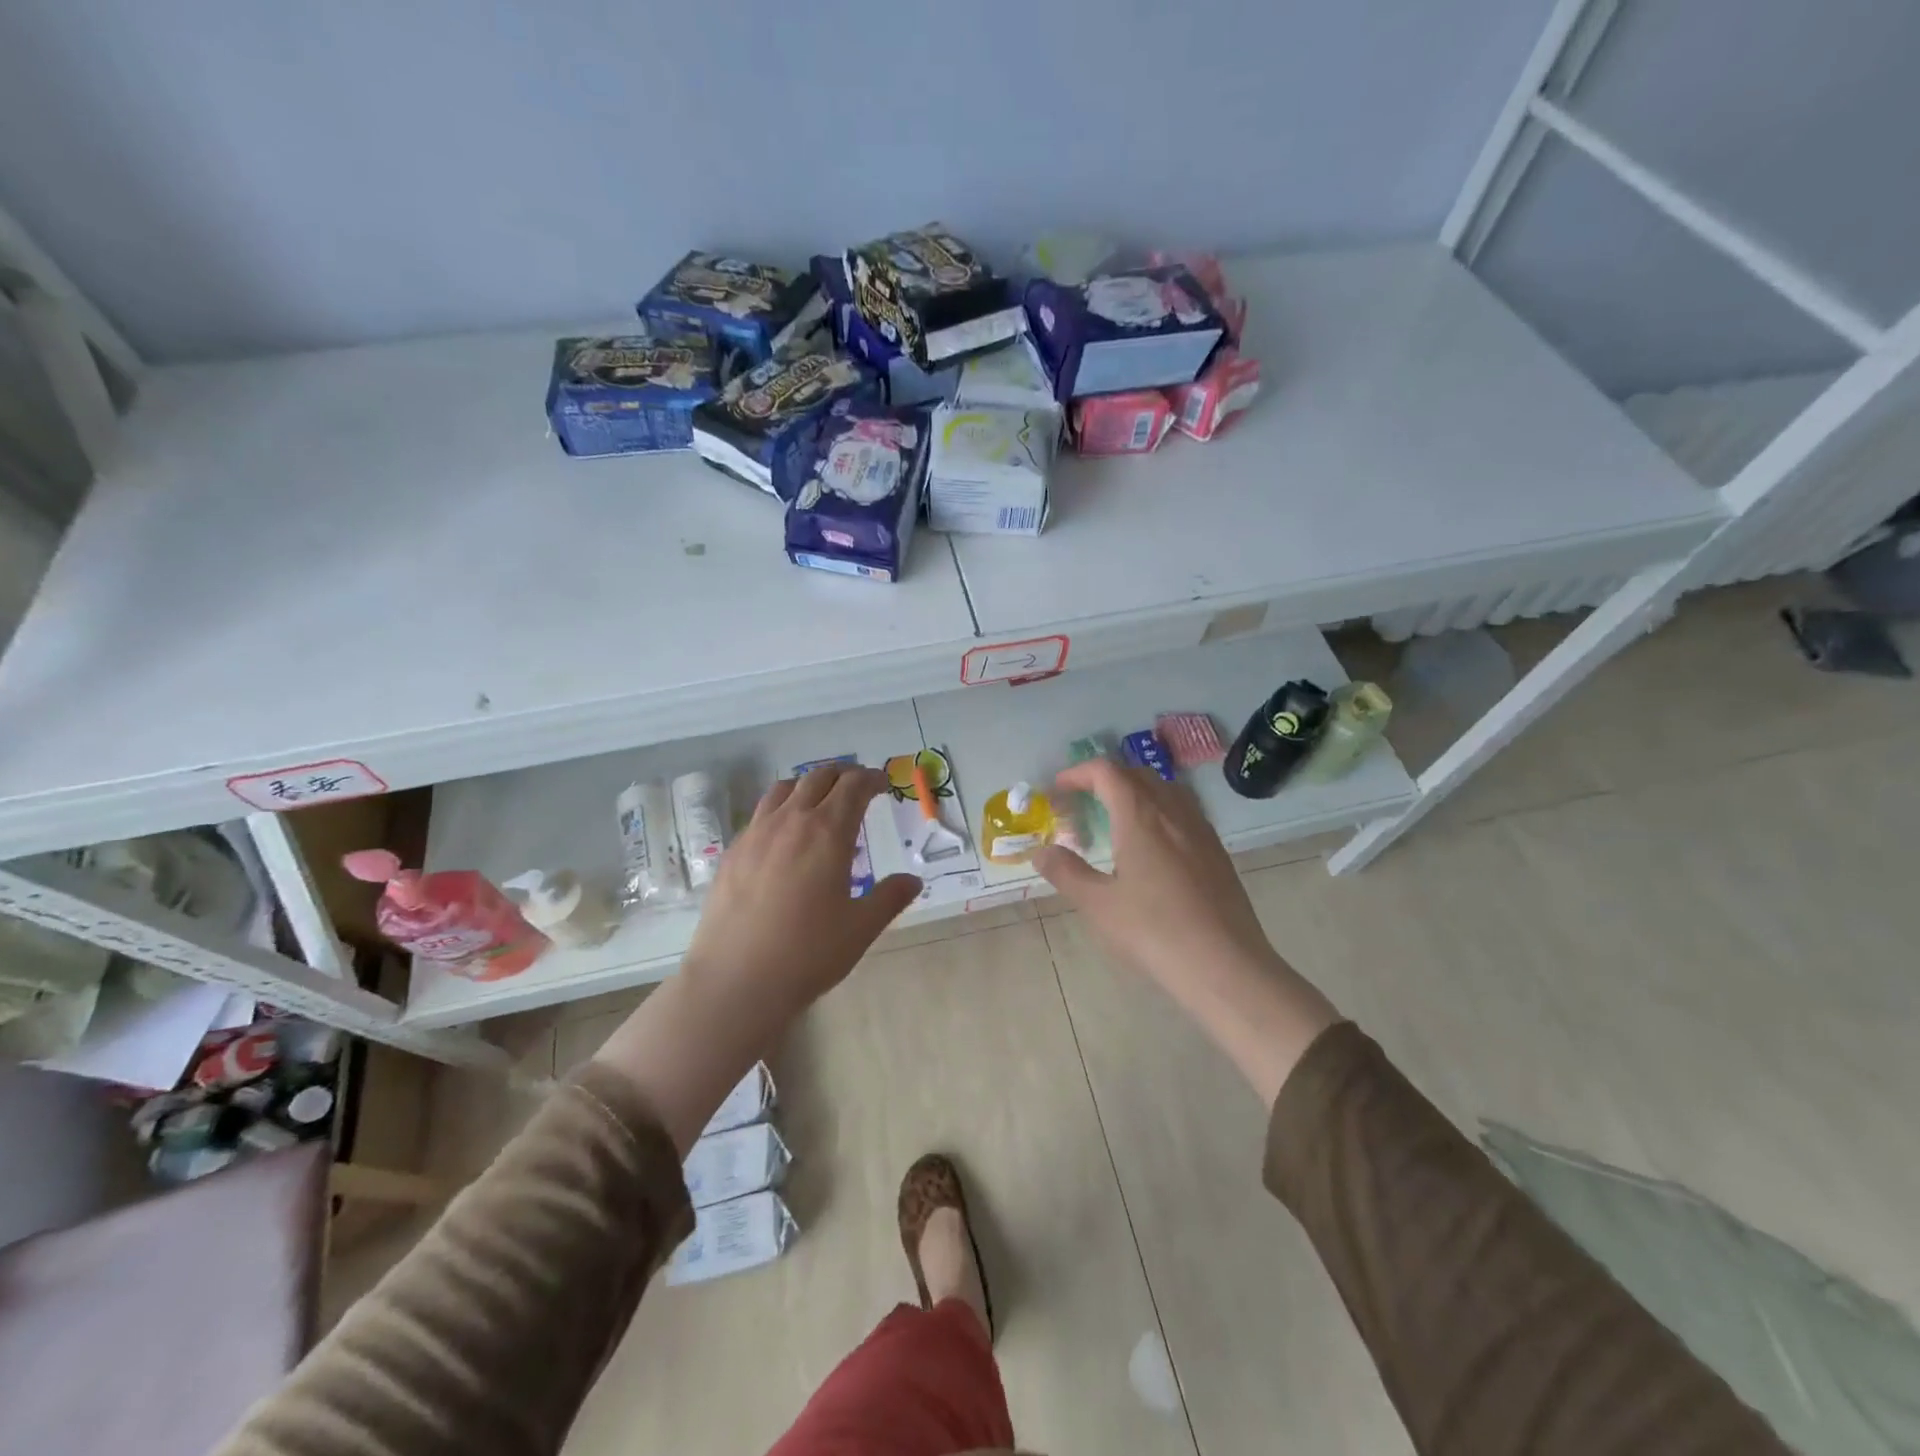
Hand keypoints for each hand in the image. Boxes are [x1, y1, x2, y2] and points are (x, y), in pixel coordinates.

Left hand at [683, 762, 921, 1019]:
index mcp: (828, 832)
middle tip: (857, 787)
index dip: (872, 779)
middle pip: (818, 777)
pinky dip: (780, 809)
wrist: (736, 981)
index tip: (883, 784)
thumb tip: (913, 880)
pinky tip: (783, 836)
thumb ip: (890, 898)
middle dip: (842, 775)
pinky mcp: (732, 852)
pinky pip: (760, 814)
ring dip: (808, 785)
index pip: (853, 786)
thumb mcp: (861, 928)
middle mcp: (791, 821)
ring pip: (783, 788)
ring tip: (818, 801)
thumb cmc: (808, 953)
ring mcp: (756, 834)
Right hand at [1033, 759, 1276, 1000]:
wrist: (1225, 966)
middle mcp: (1173, 812)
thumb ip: (1066, 872)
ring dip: (1136, 792)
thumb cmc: (1154, 932)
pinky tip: (1153, 846)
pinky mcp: (1217, 852)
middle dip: (1106, 779)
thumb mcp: (1098, 905)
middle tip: (1082, 803)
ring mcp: (1201, 830)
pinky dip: (1159, 811)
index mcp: (1140, 816)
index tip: (1058, 789)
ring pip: (1165, 790)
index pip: (1107, 772)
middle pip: (1137, 775)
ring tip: (1116, 818)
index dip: (1079, 772)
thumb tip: (1042, 851)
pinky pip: (1184, 812)